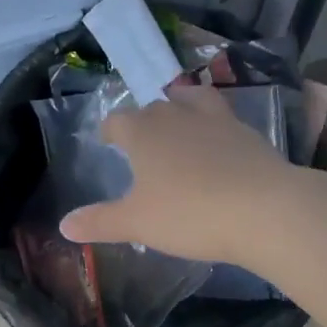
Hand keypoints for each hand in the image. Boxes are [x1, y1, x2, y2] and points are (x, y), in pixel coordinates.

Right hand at [57, 83, 299, 263]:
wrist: (263, 210)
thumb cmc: (189, 214)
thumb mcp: (137, 223)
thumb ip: (100, 222)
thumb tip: (64, 225)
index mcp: (144, 132)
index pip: (119, 120)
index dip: (110, 129)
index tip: (107, 139)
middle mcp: (178, 115)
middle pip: (155, 107)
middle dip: (145, 119)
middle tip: (143, 137)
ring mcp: (218, 120)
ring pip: (194, 100)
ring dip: (183, 106)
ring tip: (181, 119)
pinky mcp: (250, 134)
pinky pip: (225, 121)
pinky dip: (216, 128)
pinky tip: (220, 144)